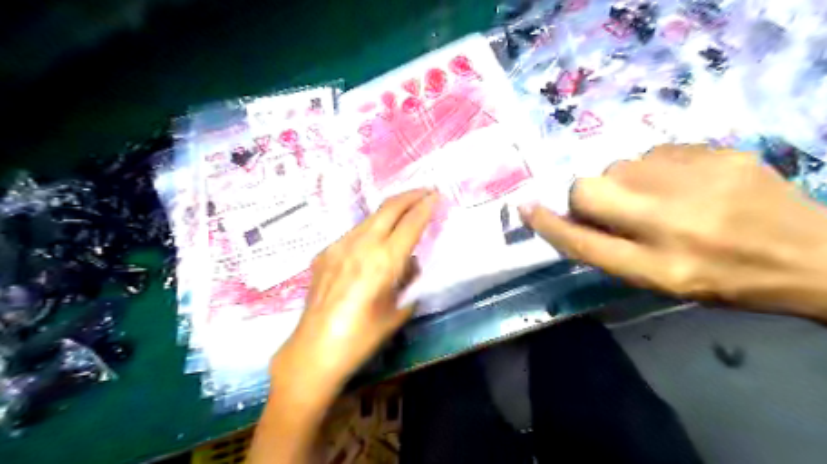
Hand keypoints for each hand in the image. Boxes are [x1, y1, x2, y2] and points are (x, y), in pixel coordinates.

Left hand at [273, 189, 434, 387]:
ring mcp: (339, 245)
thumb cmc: (363, 337)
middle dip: (410, 195)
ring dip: (391, 210)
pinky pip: (354, 233)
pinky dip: (371, 229)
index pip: (411, 223)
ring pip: (370, 217)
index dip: (426, 206)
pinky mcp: (325, 252)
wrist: (314, 350)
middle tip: (426, 191)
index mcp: (383, 261)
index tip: (437, 195)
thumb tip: (409, 263)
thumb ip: (409, 280)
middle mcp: (361, 245)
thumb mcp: (398, 311)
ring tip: (404, 212)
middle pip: (389, 207)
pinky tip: (374, 241)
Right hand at [522, 146, 825, 319]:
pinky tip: (682, 182)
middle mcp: (669, 224)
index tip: (524, 208)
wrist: (809, 254)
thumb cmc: (722, 279)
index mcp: (656, 267)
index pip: (583, 244)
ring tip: (655, 196)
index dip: (548, 225)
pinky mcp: (717, 154)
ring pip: (617, 165)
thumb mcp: (660, 282)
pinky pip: (654, 152)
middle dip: (585, 196)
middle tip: (609, 205)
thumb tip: (567, 217)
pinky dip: (654, 167)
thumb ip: (610, 251)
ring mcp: (696, 182)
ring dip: (622, 181)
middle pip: (588, 190)